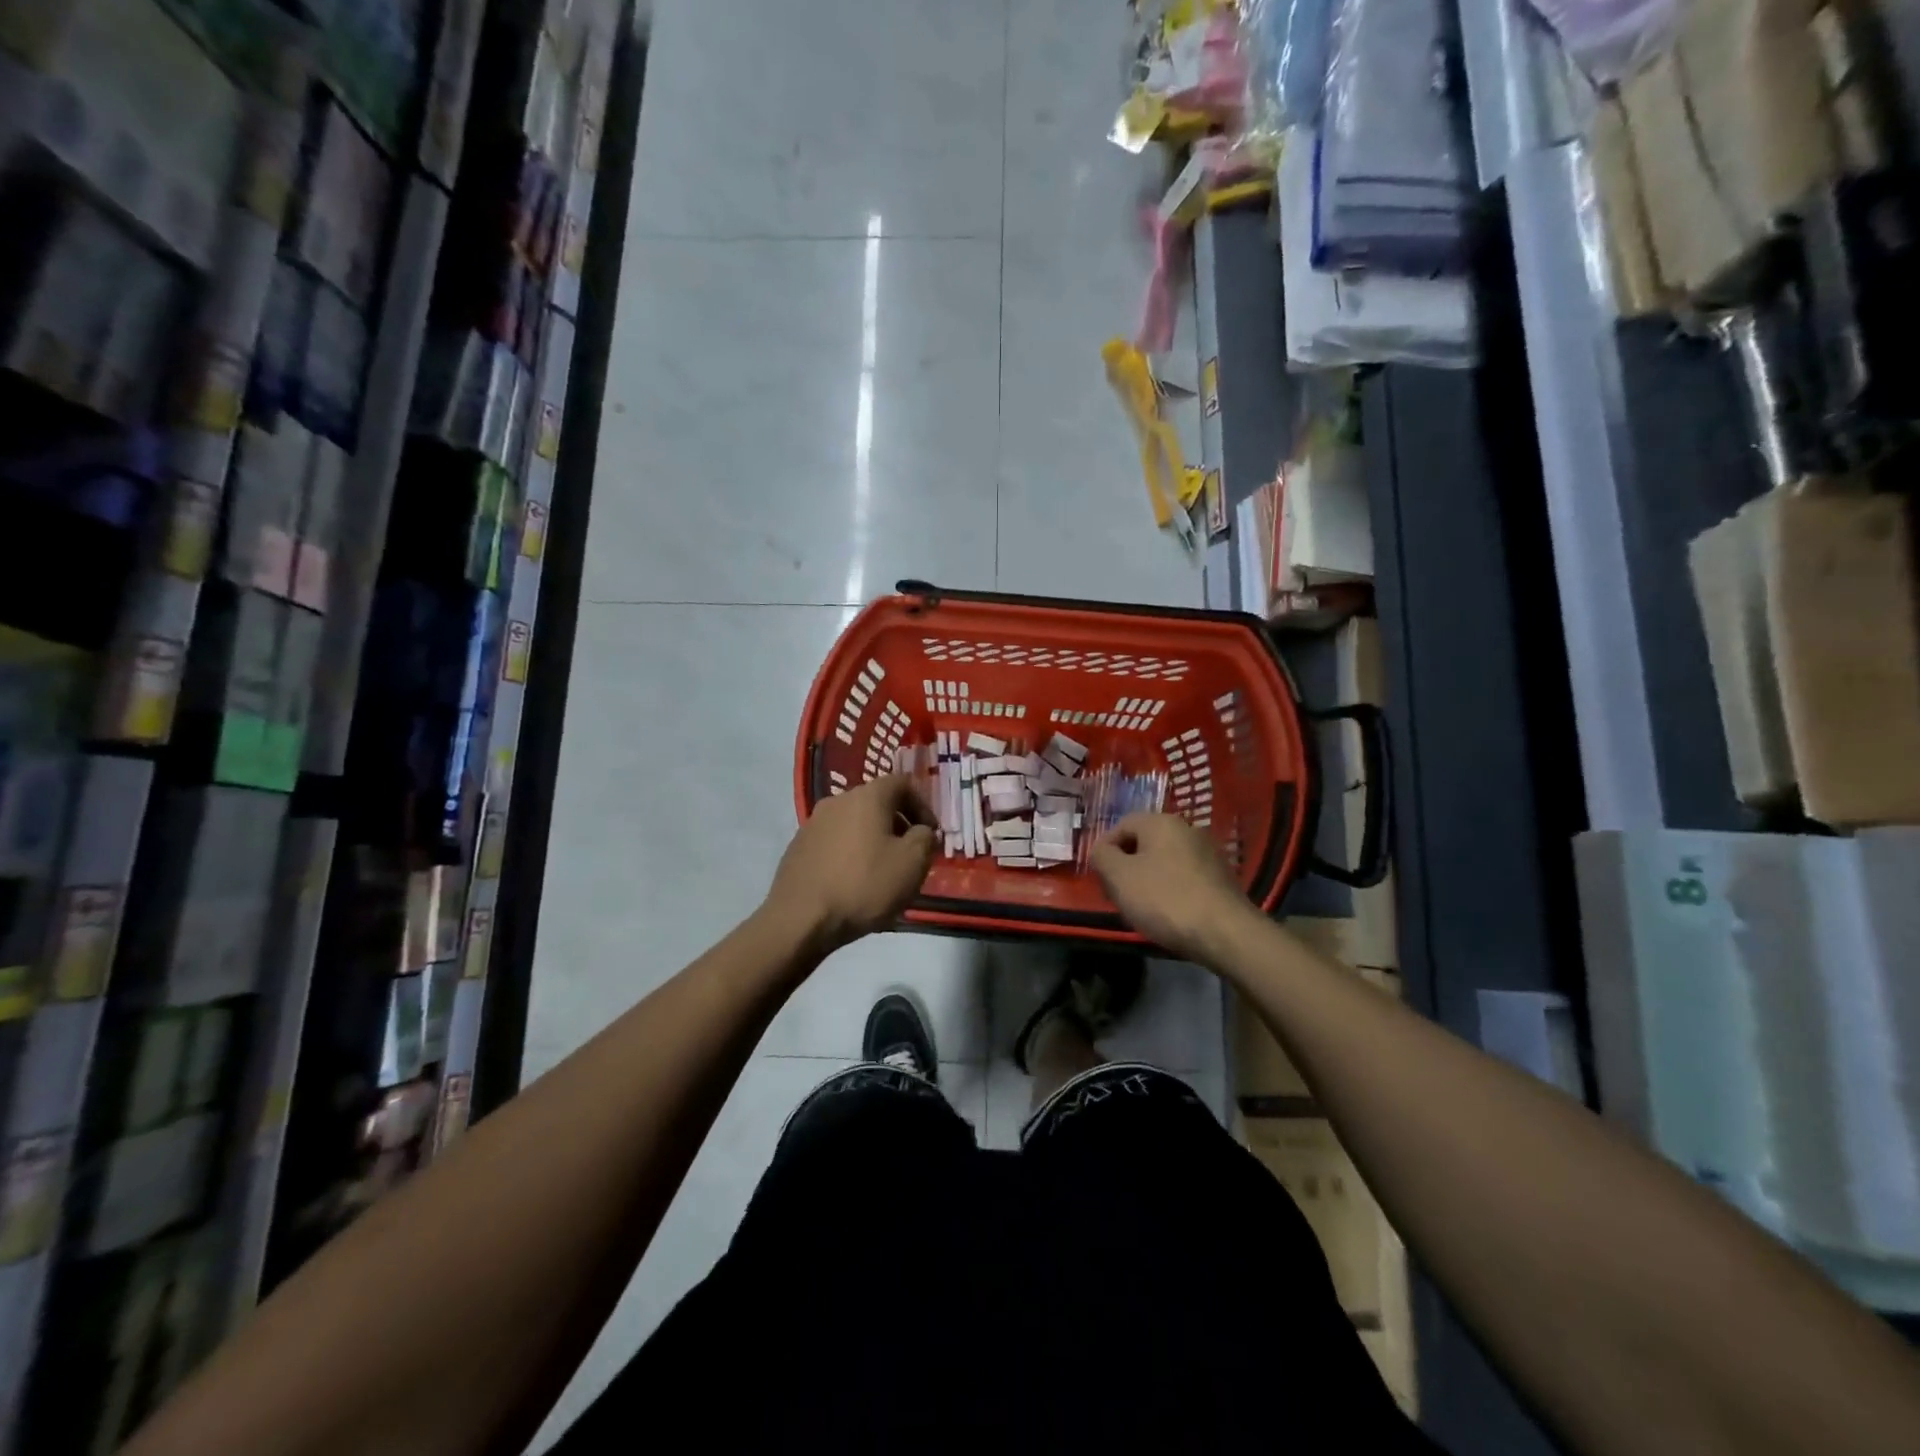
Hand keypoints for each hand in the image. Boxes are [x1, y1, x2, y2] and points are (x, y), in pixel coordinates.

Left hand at [763, 774, 936, 951]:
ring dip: (873, 839)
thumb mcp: (913, 863)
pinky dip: (850, 853)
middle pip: (876, 802)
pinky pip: (834, 842)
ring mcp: (813, 823)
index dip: (923, 805)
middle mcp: (837, 800)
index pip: (902, 783)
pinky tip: (853, 882)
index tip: (930, 834)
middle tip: (910, 854)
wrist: (800, 919)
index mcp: (867, 797)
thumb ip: (925, 838)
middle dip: (898, 824)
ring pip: (854, 823)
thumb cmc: (864, 885)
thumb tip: (920, 831)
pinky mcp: (798, 847)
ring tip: (882, 871)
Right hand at [1091, 812, 1259, 963]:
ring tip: (1142, 908)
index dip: (1105, 849)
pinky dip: (1171, 890)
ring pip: (1164, 861)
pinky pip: (1184, 877)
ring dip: (1148, 879)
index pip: (1121, 825)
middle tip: (1118, 894)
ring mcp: (1208, 853)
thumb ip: (1102, 856)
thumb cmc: (1164, 899)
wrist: (1225, 933)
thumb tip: (1102, 850)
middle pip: (1144, 843)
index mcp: (1161, 822)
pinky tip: (1169, 913)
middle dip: (1126, 866)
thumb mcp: (1119, 877)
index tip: (1100, 878)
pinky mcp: (1221, 878)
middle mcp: (1187, 829)